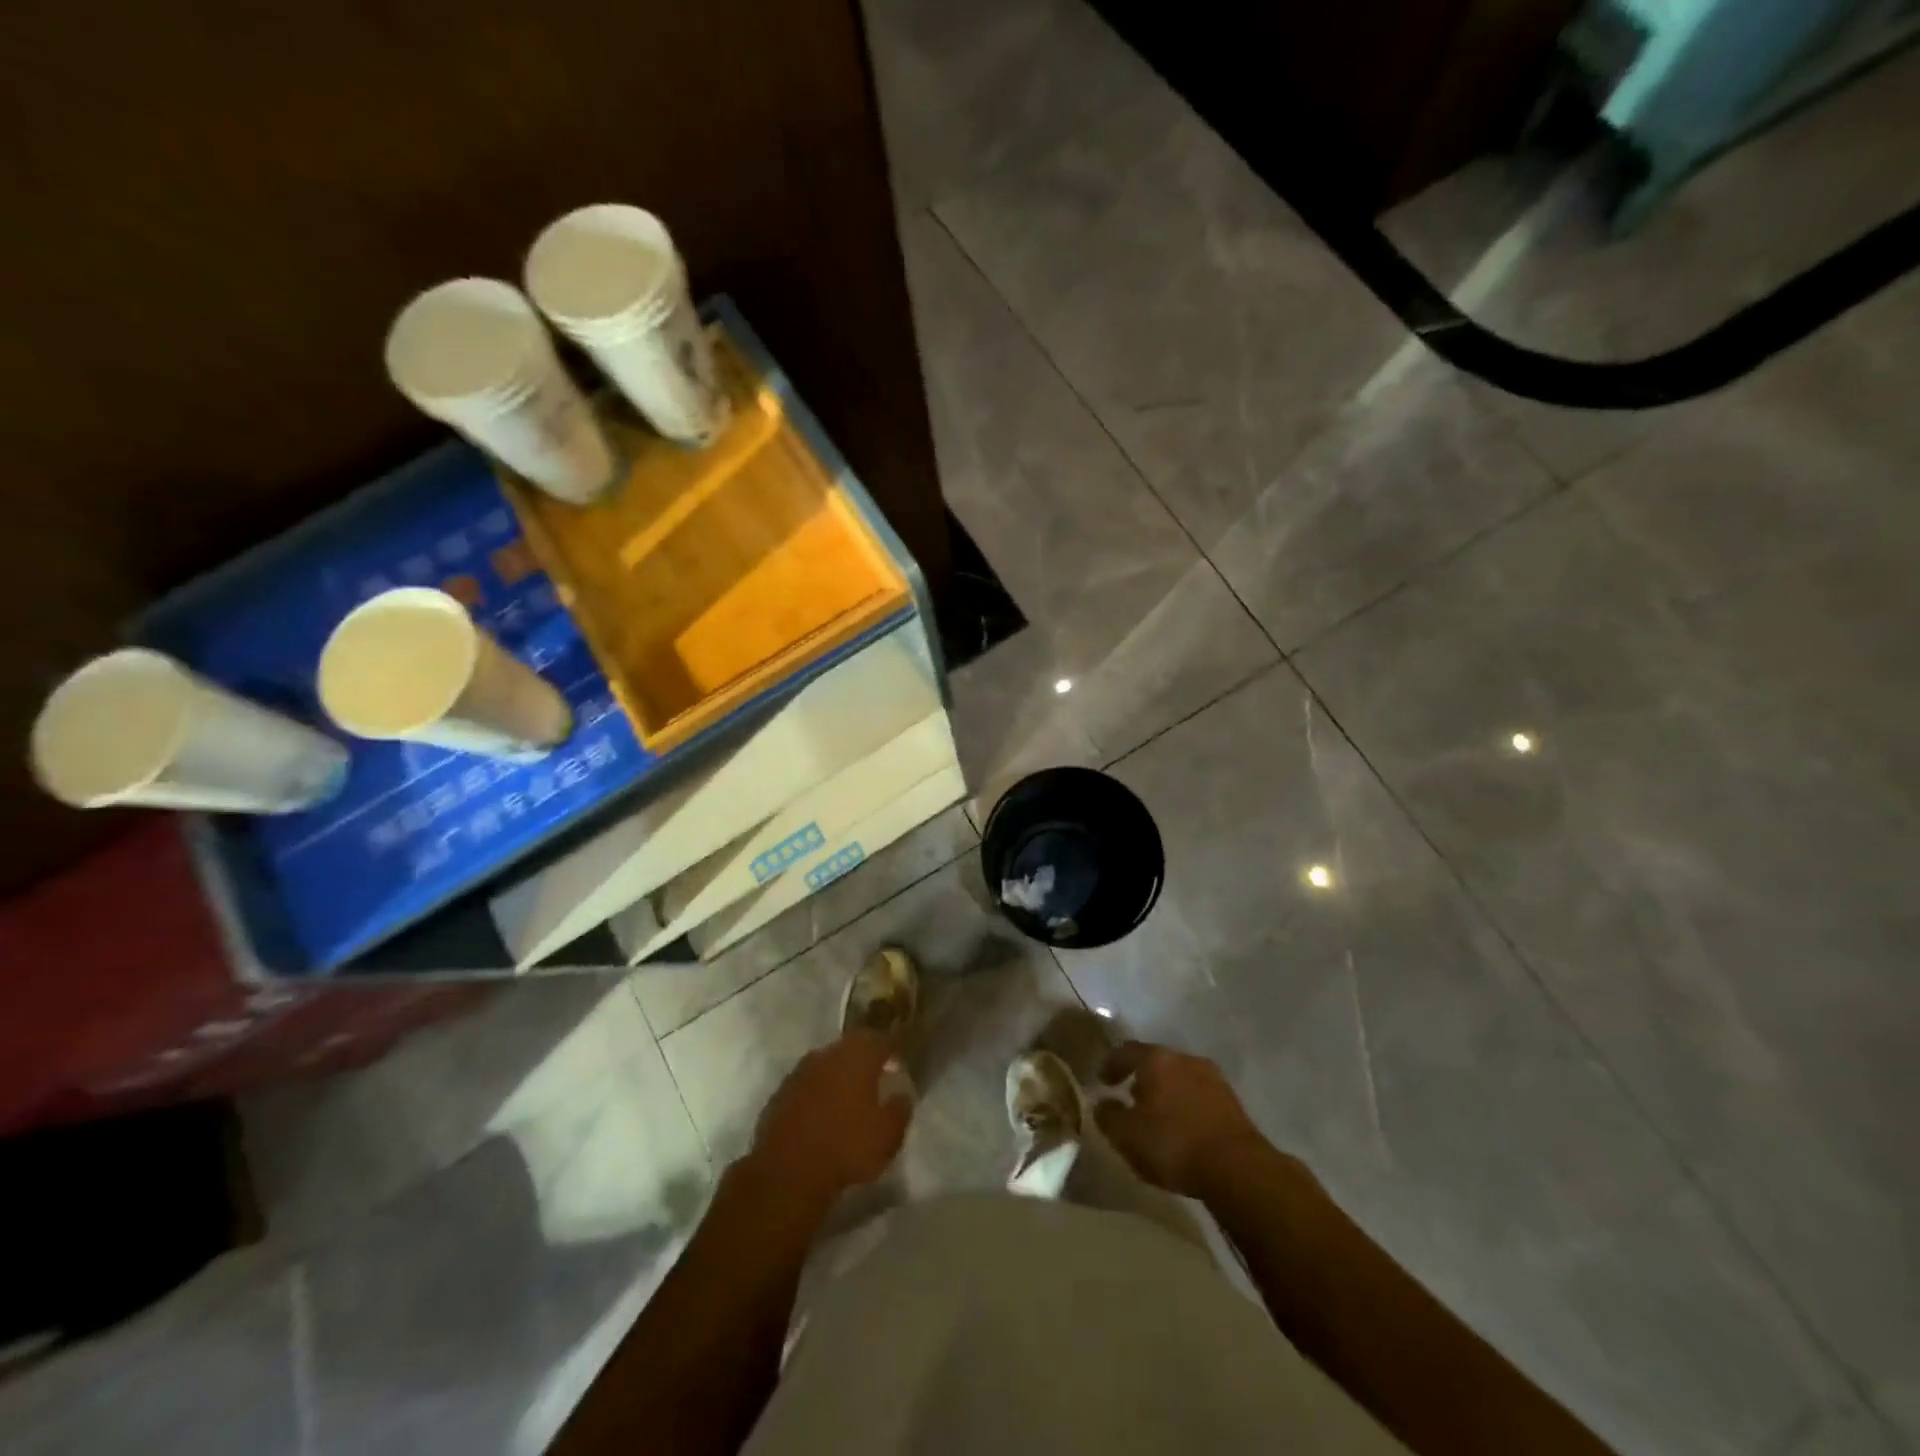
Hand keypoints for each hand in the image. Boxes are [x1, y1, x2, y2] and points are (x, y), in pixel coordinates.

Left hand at [745, 1029, 911, 1213]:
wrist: (787, 1173)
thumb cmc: (847, 1148)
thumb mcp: (889, 1135)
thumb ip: (900, 1108)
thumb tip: (901, 1094)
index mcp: (857, 1056)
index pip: (879, 1039)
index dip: (890, 1050)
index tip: (897, 1064)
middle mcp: (827, 1055)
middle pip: (850, 1047)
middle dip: (863, 1060)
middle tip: (874, 1080)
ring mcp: (800, 1072)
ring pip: (826, 1065)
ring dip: (837, 1076)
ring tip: (848, 1099)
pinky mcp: (779, 1094)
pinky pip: (806, 1085)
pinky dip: (816, 1094)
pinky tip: (821, 1115)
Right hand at [1095, 1041, 1265, 1198]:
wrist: (1238, 1168)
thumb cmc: (1174, 1145)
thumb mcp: (1127, 1136)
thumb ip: (1108, 1116)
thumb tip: (1102, 1104)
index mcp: (1156, 1060)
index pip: (1126, 1051)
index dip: (1111, 1064)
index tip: (1101, 1080)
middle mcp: (1184, 1059)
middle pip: (1155, 1062)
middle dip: (1140, 1078)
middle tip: (1128, 1098)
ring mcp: (1212, 1078)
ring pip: (1179, 1077)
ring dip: (1165, 1092)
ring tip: (1156, 1116)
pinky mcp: (1231, 1101)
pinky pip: (1198, 1095)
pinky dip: (1185, 1105)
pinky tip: (1182, 1127)